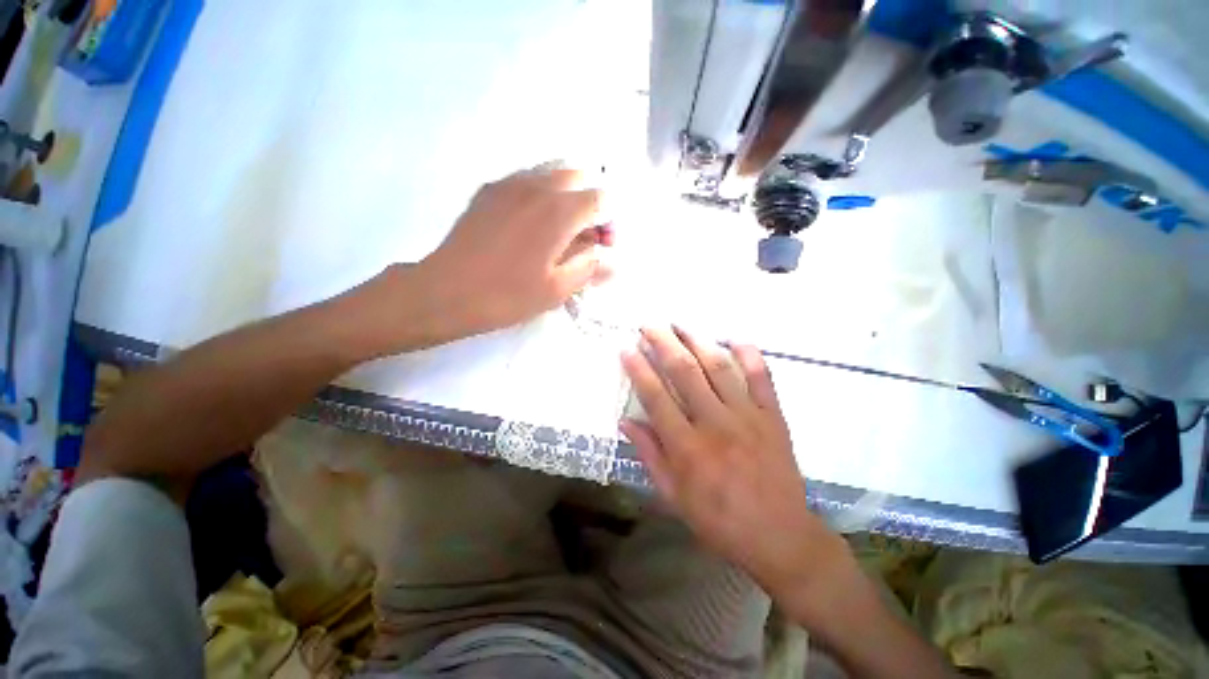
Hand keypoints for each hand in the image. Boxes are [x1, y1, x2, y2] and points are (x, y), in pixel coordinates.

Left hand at [412, 168, 611, 340]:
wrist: (446, 291)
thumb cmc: (507, 295)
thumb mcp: (557, 289)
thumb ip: (590, 268)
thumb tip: (613, 261)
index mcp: (559, 211)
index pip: (601, 198)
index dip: (609, 222)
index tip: (602, 246)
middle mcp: (538, 185)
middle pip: (579, 175)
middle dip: (589, 201)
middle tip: (583, 235)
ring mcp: (510, 183)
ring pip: (552, 171)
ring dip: (566, 194)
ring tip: (559, 229)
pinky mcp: (490, 189)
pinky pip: (527, 178)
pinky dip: (541, 193)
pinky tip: (531, 224)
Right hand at [620, 327, 848, 599]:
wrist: (780, 537)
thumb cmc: (718, 520)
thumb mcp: (673, 495)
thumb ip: (649, 454)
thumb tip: (625, 421)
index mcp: (687, 447)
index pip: (656, 397)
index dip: (639, 369)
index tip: (627, 349)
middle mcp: (716, 424)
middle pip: (685, 372)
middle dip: (664, 343)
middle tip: (649, 325)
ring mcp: (748, 416)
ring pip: (719, 367)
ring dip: (697, 341)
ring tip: (680, 325)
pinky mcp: (773, 416)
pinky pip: (762, 377)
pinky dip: (749, 354)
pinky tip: (733, 339)